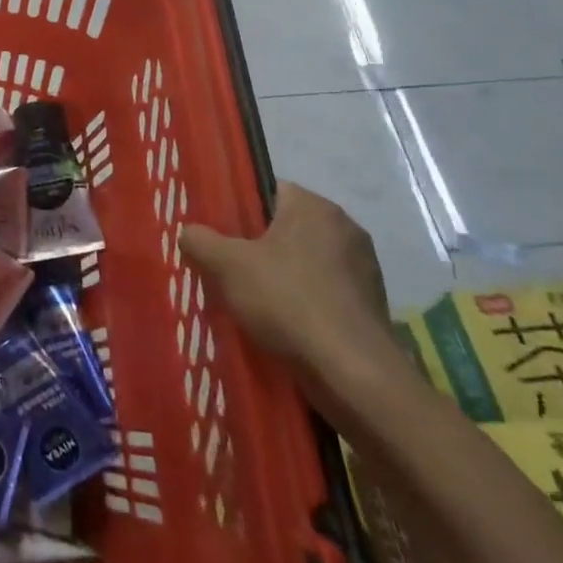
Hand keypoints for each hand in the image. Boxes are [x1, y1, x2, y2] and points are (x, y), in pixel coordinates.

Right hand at [180, 180, 390, 373]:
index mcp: (314, 206)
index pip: (270, 190)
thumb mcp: (227, 266)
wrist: (352, 372)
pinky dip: (307, 301)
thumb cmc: (287, 301)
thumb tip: (189, 233)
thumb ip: (200, 240)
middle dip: (261, 246)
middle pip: (288, 227)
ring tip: (255, 301)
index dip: (242, 210)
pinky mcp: (374, 303)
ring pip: (308, 261)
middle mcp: (346, 227)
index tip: (222, 235)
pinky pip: (327, 290)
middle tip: (231, 268)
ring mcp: (365, 266)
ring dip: (285, 275)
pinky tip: (287, 324)